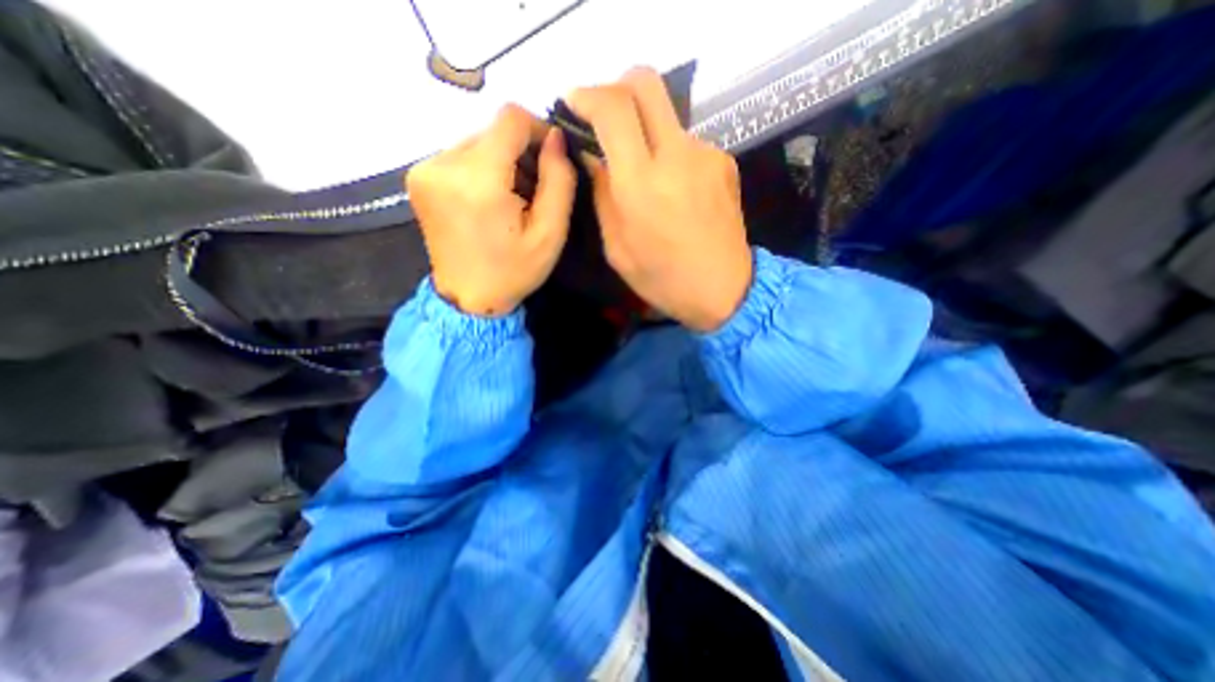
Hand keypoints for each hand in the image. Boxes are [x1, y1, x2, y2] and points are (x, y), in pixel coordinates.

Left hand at [406, 104, 574, 317]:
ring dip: (501, 163)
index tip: (552, 158)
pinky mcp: (418, 177)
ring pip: (477, 142)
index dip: (538, 130)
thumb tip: (555, 139)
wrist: (467, 298)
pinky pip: (460, 155)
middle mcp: (443, 164)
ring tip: (512, 200)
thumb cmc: (513, 272)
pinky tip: (489, 200)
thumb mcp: (550, 234)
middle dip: (520, 154)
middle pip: (493, 131)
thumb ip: (559, 181)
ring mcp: (425, 169)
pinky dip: (481, 170)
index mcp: (478, 181)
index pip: (510, 119)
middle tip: (534, 191)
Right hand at [567, 68, 750, 330]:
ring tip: (643, 173)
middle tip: (603, 118)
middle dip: (616, 88)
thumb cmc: (663, 279)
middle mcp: (676, 156)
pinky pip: (686, 143)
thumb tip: (592, 156)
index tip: (574, 105)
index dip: (587, 95)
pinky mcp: (724, 162)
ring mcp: (706, 154)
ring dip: (645, 131)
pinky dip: (670, 155)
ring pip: (666, 116)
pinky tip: (672, 188)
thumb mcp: (617, 247)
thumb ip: (602, 195)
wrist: (724, 290)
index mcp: (642, 184)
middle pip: (645, 83)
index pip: (614, 108)